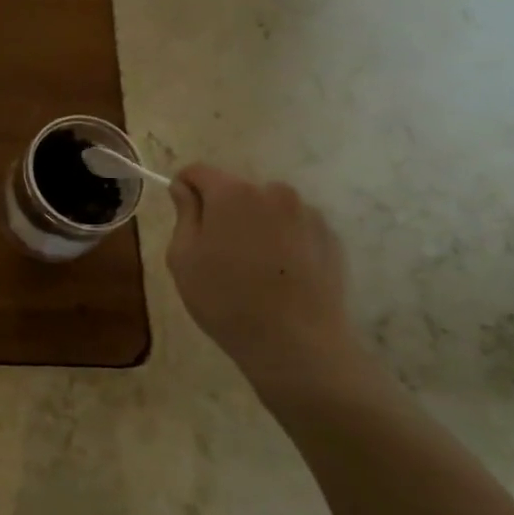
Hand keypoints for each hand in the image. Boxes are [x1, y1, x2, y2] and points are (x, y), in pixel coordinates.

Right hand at [166, 165, 355, 382]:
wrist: (296, 343)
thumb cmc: (226, 299)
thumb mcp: (184, 258)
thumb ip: (184, 214)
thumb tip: (183, 188)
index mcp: (232, 193)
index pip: (198, 172)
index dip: (184, 188)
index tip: (182, 215)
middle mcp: (273, 192)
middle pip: (236, 190)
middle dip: (223, 210)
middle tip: (217, 252)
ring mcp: (308, 213)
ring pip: (268, 209)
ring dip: (255, 225)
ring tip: (253, 268)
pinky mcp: (331, 237)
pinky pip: (295, 228)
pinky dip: (283, 241)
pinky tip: (279, 275)